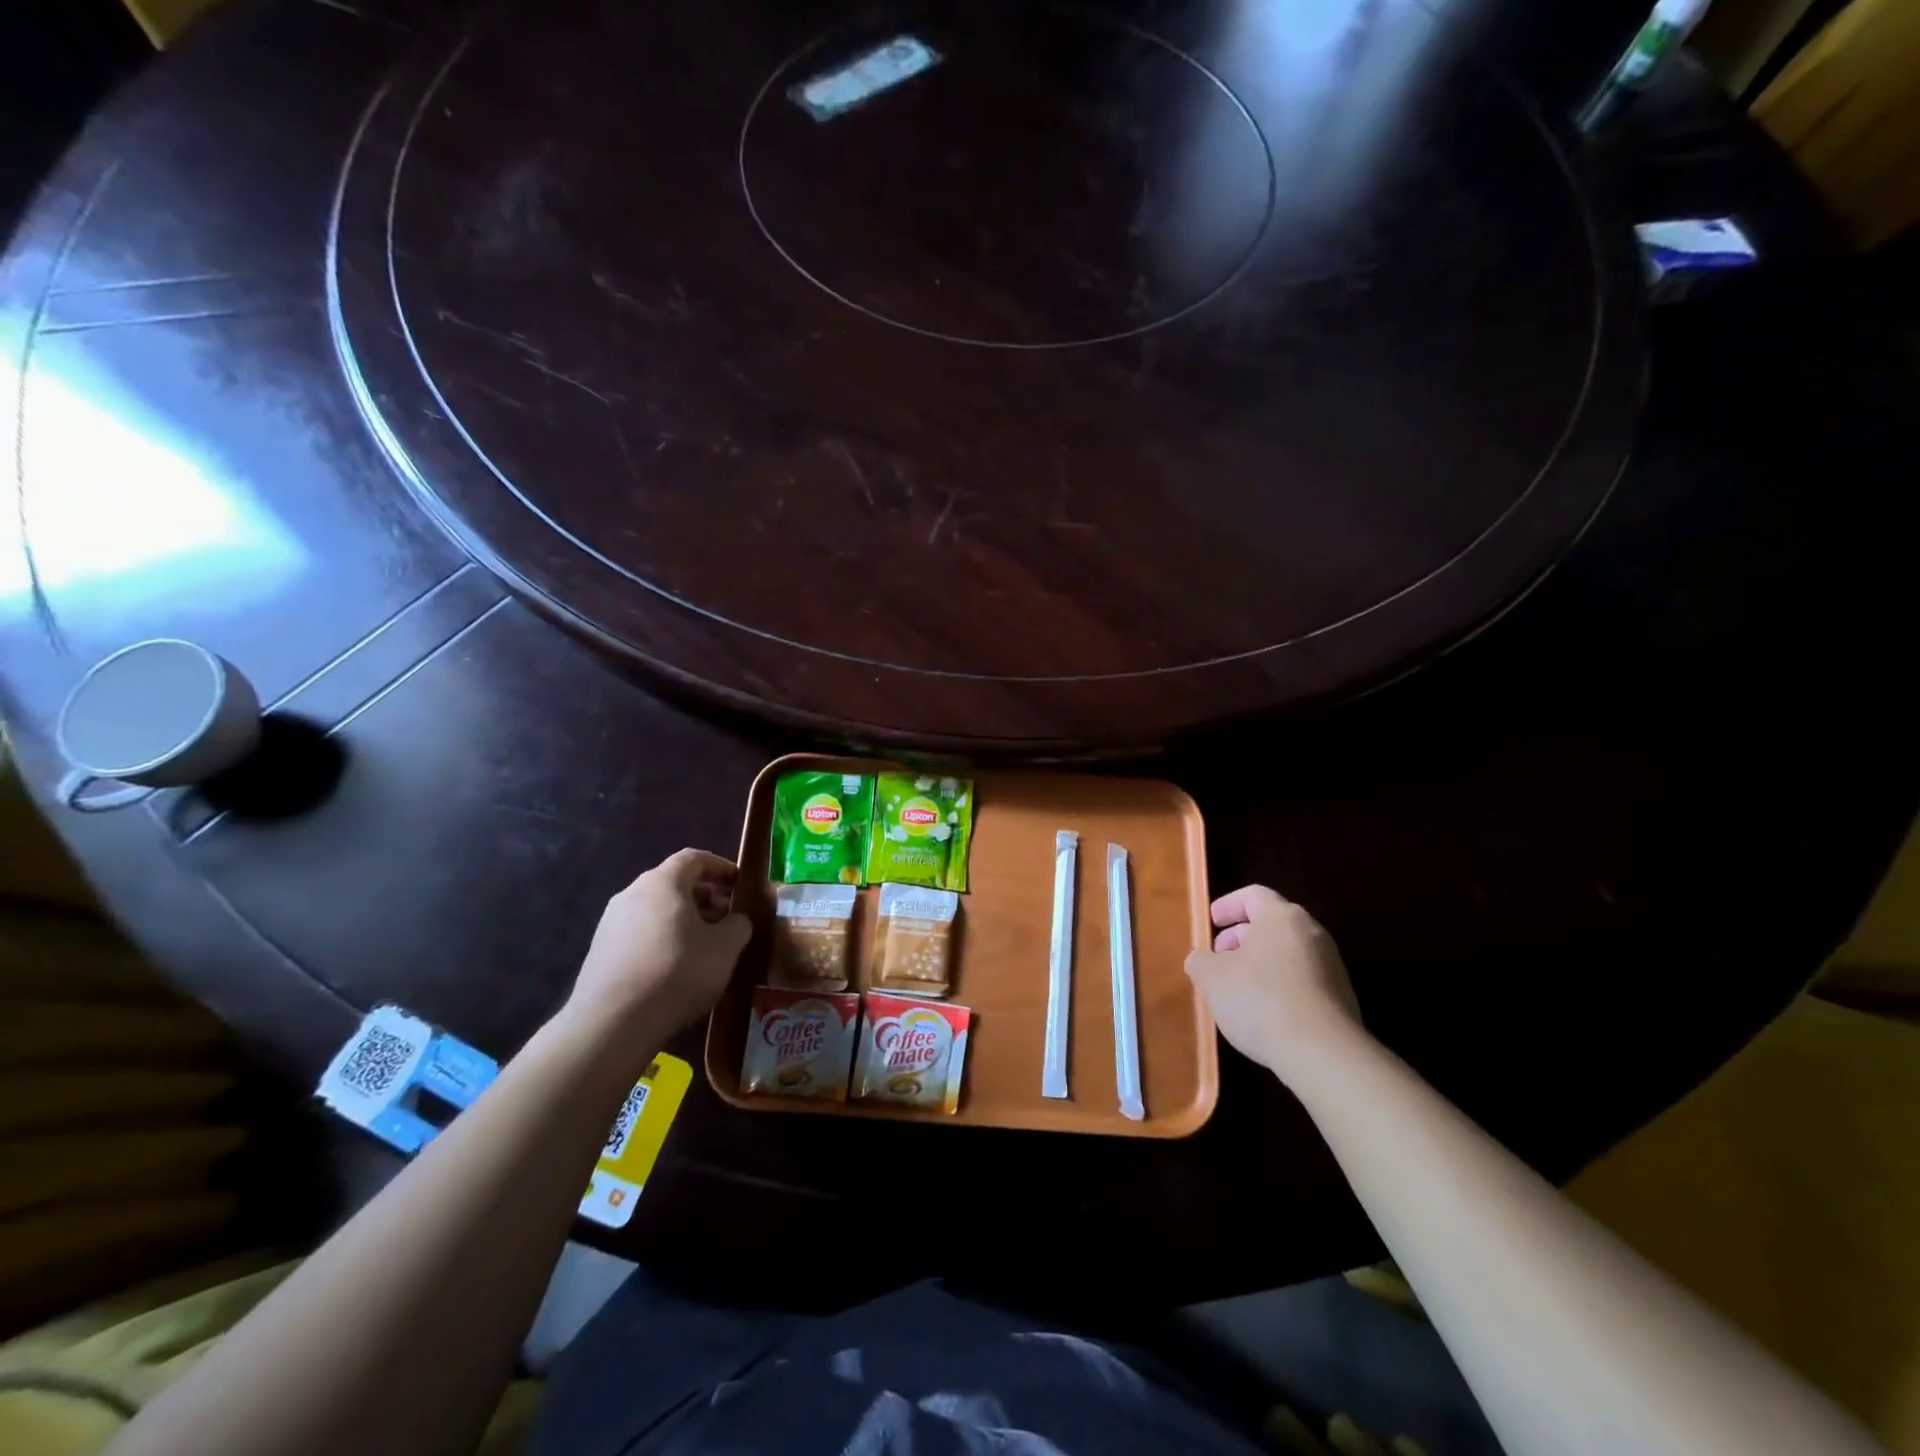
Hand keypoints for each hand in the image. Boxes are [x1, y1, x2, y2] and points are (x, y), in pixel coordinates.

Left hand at [568, 848, 751, 1036]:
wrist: (613, 1022)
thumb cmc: (678, 971)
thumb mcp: (726, 948)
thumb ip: (738, 925)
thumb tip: (736, 920)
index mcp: (663, 882)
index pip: (694, 858)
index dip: (720, 867)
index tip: (739, 884)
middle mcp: (632, 893)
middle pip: (674, 883)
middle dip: (704, 896)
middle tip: (726, 918)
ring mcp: (610, 922)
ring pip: (655, 909)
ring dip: (683, 919)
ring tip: (703, 945)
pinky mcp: (599, 951)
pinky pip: (639, 932)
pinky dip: (662, 938)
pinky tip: (674, 966)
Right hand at [1184, 885, 1363, 1081]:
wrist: (1324, 1055)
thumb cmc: (1260, 1000)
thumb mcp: (1212, 978)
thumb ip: (1200, 961)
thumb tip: (1202, 960)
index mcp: (1282, 918)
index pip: (1253, 895)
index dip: (1228, 905)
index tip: (1211, 922)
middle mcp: (1312, 934)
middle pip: (1271, 925)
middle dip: (1240, 938)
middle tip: (1219, 958)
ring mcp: (1332, 968)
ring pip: (1286, 955)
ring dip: (1259, 965)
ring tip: (1236, 990)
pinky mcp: (1341, 1000)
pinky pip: (1302, 981)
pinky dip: (1279, 987)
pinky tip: (1263, 1013)